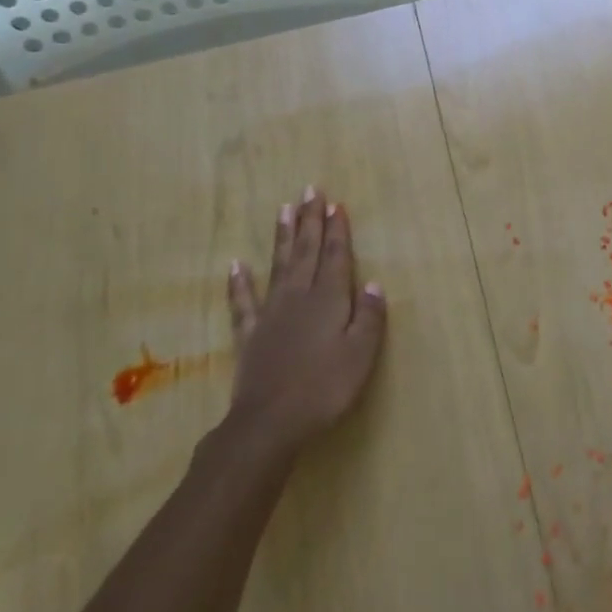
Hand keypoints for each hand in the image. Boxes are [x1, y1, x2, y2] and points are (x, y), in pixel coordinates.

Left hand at [224, 188, 386, 458]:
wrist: (270, 422)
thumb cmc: (325, 387)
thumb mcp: (362, 354)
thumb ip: (370, 317)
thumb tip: (374, 283)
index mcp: (330, 299)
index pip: (336, 256)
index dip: (337, 230)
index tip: (336, 204)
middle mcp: (300, 296)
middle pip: (307, 251)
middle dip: (311, 220)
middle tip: (311, 190)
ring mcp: (271, 313)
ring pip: (279, 266)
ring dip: (282, 237)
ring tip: (284, 209)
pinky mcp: (250, 334)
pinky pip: (243, 302)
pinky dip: (239, 283)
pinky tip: (236, 265)